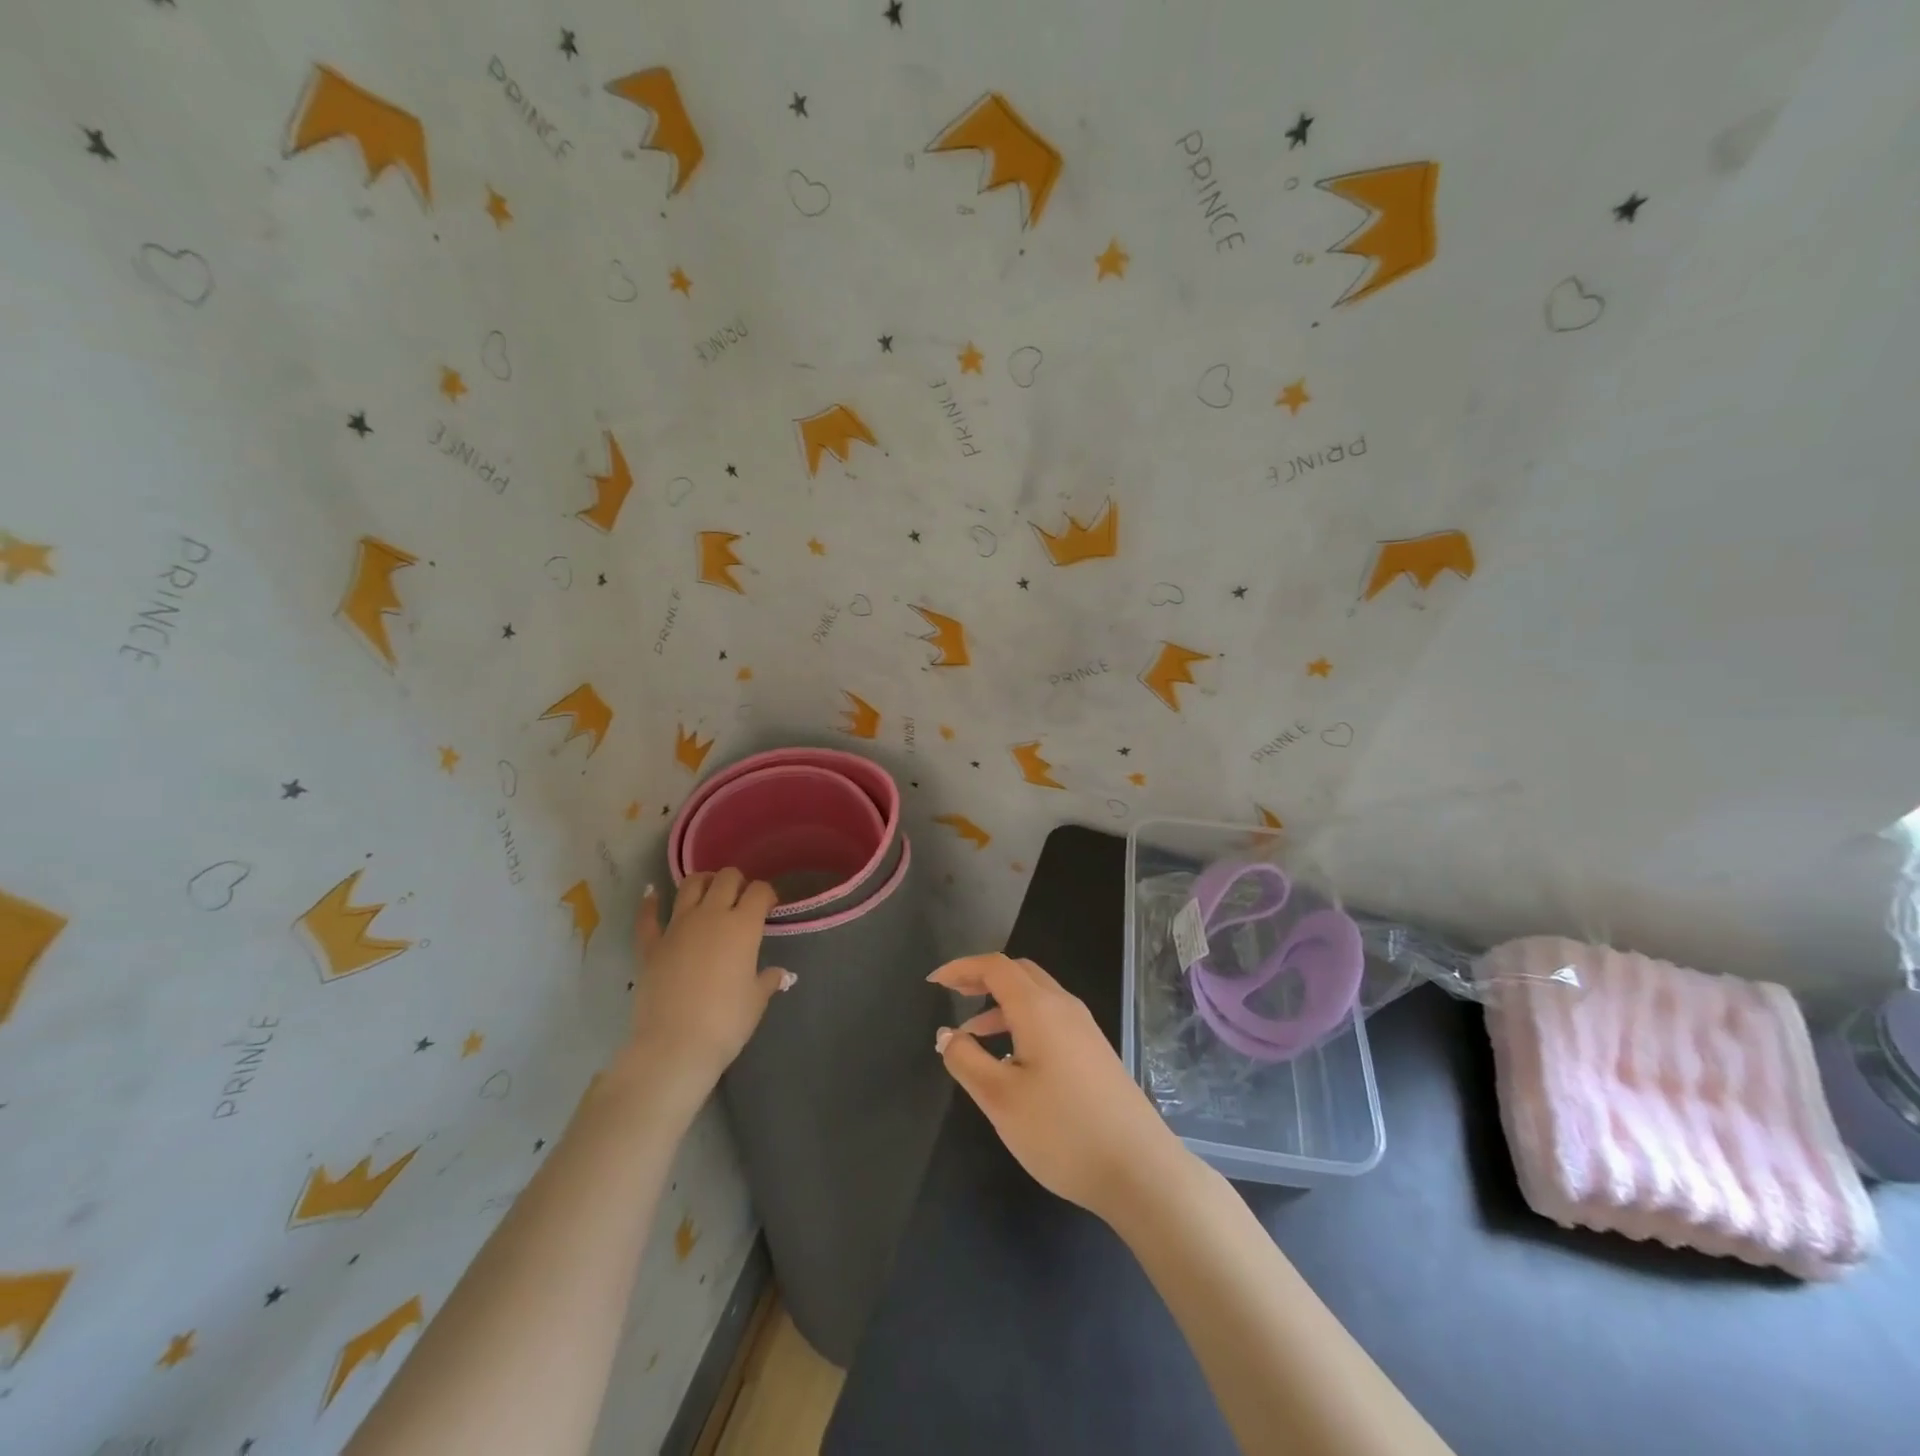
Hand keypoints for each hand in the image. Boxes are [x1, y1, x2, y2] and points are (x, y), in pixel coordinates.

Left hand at [624, 870, 791, 1112]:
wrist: (674, 1046)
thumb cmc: (726, 1023)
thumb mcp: (756, 1001)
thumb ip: (768, 980)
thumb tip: (782, 974)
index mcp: (743, 926)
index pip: (759, 891)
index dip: (767, 894)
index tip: (770, 906)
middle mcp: (711, 916)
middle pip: (726, 878)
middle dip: (737, 881)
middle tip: (741, 897)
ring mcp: (677, 927)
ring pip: (690, 886)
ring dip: (702, 882)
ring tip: (708, 889)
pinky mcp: (650, 945)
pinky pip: (648, 916)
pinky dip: (649, 902)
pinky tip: (650, 893)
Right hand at [930, 953, 1185, 1222]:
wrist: (1139, 1169)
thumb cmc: (1062, 1131)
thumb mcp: (1000, 1099)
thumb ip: (966, 1060)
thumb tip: (947, 1035)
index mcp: (1039, 1008)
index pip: (995, 967)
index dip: (961, 968)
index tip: (933, 982)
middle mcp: (1064, 1007)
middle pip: (1019, 973)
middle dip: (982, 978)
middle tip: (952, 995)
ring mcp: (1084, 1029)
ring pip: (1036, 997)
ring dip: (1001, 1005)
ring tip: (971, 1037)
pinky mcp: (1094, 1051)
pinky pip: (1050, 1019)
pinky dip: (1021, 1023)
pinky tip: (1010, 1061)